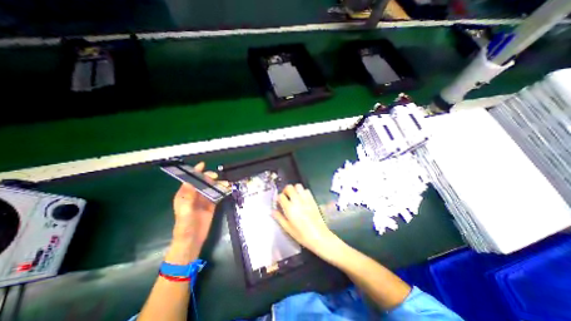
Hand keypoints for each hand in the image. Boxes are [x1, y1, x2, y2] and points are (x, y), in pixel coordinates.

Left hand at [168, 162, 219, 264]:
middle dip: (210, 178)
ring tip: (226, 184)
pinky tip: (228, 189)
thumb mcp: (185, 211)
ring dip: (218, 184)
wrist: (192, 241)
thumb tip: (191, 181)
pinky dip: (222, 191)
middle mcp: (194, 195)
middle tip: (217, 178)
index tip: (203, 165)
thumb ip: (188, 196)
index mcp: (184, 195)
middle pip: (203, 182)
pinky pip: (217, 195)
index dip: (195, 172)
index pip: (190, 180)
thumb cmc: (185, 226)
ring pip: (211, 187)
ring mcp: (204, 200)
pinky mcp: (211, 205)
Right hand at [273, 185, 337, 256]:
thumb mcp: (288, 229)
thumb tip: (272, 211)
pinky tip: (302, 198)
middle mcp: (297, 201)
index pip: (281, 196)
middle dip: (285, 190)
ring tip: (293, 196)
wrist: (319, 236)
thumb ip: (279, 218)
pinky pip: (306, 190)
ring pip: (298, 186)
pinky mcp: (312, 200)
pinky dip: (302, 191)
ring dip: (294, 189)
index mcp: (290, 209)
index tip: (278, 201)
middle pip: (289, 187)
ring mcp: (306, 200)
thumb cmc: (302, 235)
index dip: (278, 198)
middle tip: (285, 196)